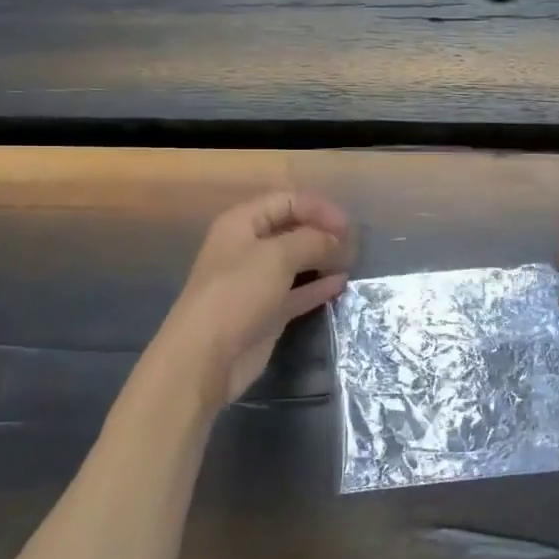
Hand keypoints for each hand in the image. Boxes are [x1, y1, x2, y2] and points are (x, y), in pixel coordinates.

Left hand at [152, 191, 355, 411]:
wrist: (205, 357)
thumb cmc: (237, 294)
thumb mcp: (277, 257)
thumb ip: (313, 240)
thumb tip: (338, 239)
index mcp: (242, 224)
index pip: (287, 201)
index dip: (318, 208)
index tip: (347, 226)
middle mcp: (248, 248)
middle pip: (293, 229)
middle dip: (323, 233)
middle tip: (353, 244)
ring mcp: (257, 282)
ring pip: (297, 261)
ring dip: (323, 258)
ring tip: (352, 262)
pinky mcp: (267, 312)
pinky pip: (298, 291)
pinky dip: (318, 286)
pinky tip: (341, 284)